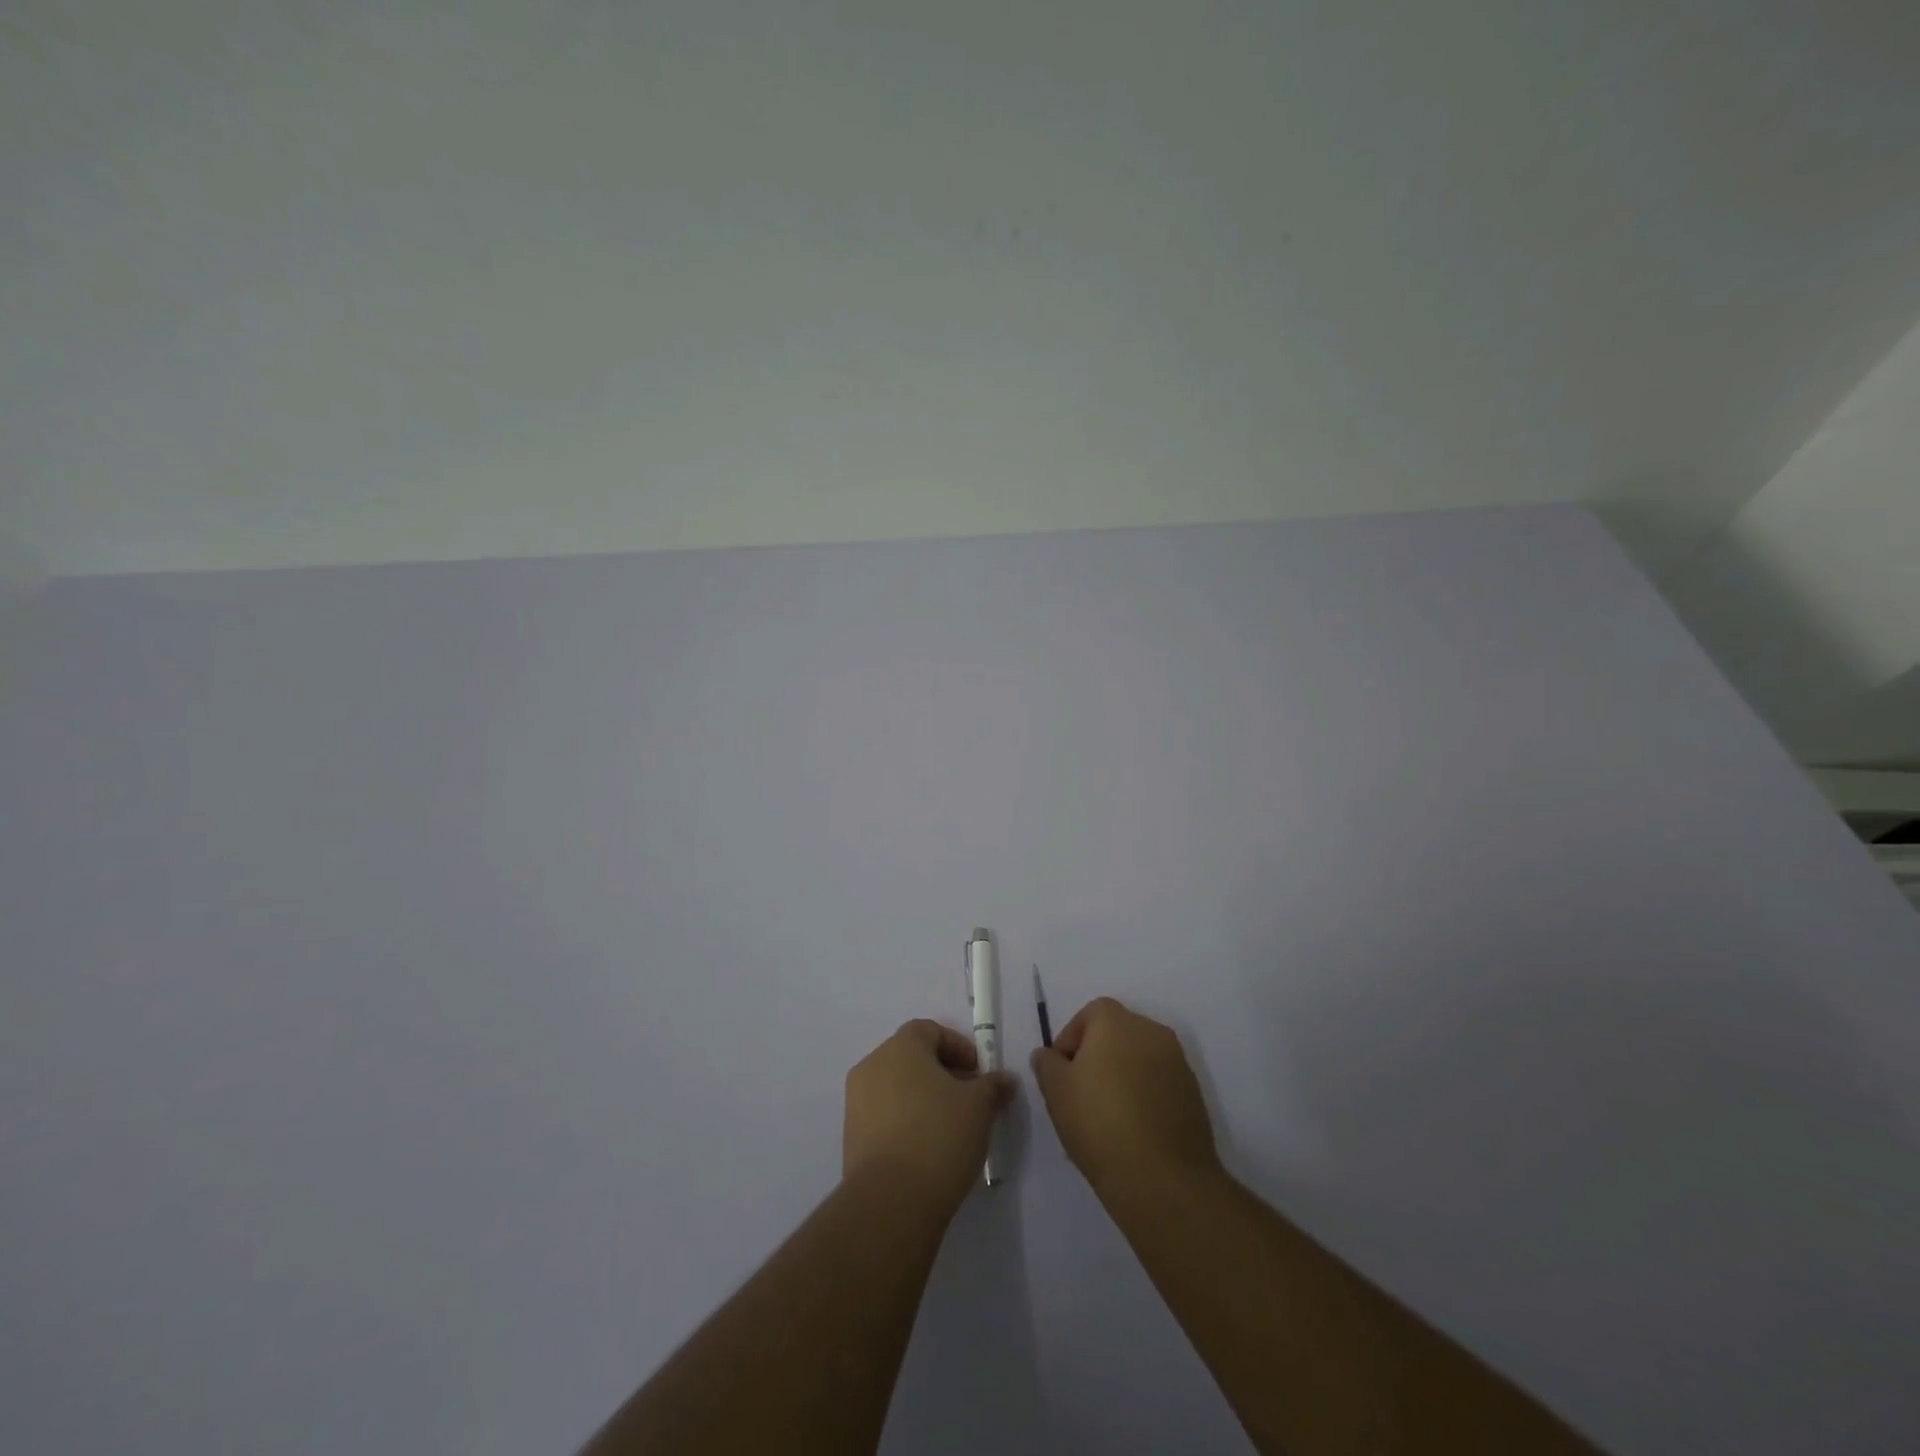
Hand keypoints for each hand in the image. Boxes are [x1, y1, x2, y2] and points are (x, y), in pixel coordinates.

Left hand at [844, 1020, 1015, 1214]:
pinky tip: (928, 1149)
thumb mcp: (980, 1107)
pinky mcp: (852, 1137)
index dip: (959, 1047)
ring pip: (898, 1088)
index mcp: (900, 1047)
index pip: (930, 1030)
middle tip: (970, 1099)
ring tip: (951, 1127)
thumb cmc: (939, 1136)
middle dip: (943, 1073)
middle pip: (912, 1057)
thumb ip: (994, 1086)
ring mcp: (857, 1102)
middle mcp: (873, 1066)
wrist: (891, 1201)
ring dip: (925, 1099)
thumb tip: (1004, 1080)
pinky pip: (885, 1116)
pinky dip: (907, 1122)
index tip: (979, 1073)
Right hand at [1030, 997, 1220, 1199]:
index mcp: (1117, 1022)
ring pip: (1140, 1058)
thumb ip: (1047, 1064)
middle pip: (1117, 1032)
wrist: (1163, 1178)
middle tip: (1081, 1091)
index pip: (1090, 1014)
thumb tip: (1048, 1054)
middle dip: (1097, 1055)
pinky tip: (1133, 1127)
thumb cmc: (1100, 1123)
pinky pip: (1160, 1082)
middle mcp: (1151, 1031)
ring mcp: (1178, 1062)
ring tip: (1107, 1114)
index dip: (1071, 1039)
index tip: (1061, 1072)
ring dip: (1123, 1074)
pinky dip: (1145, 1094)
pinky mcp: (1194, 1093)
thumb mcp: (1056, 1091)